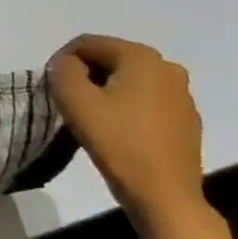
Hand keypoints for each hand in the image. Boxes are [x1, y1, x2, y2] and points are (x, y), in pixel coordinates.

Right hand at [49, 35, 205, 227]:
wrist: (164, 195)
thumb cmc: (117, 141)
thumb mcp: (73, 99)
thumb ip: (63, 69)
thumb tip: (69, 66)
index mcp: (141, 56)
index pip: (87, 43)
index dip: (62, 61)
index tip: (52, 88)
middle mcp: (167, 67)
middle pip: (110, 59)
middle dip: (85, 75)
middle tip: (69, 102)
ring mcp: (182, 94)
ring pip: (128, 80)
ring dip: (105, 91)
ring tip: (91, 117)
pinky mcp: (186, 119)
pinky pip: (146, 100)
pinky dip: (126, 107)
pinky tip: (117, 131)